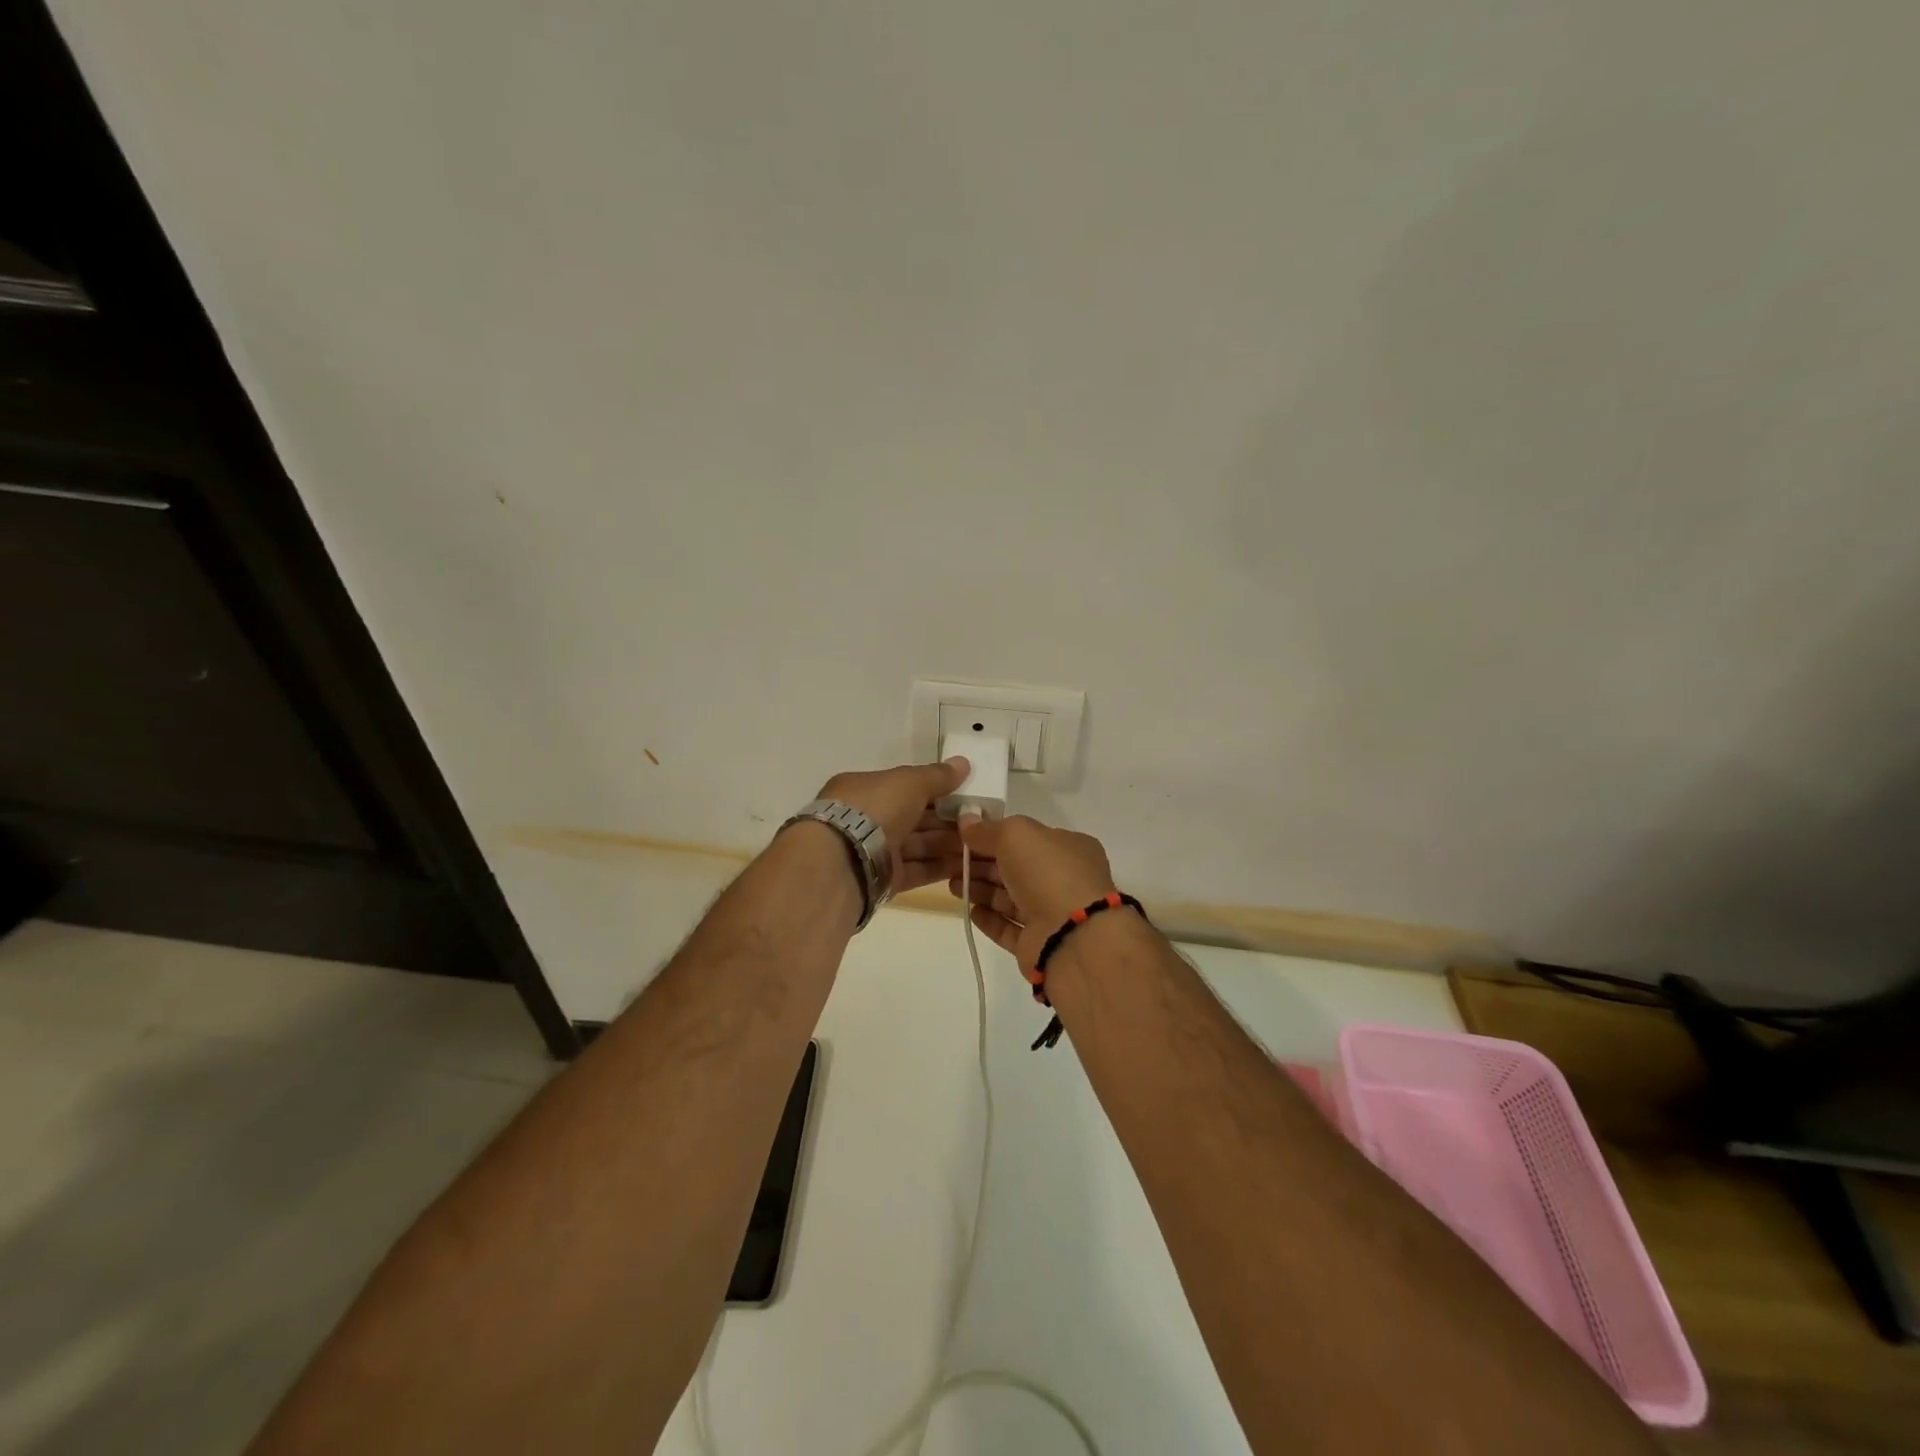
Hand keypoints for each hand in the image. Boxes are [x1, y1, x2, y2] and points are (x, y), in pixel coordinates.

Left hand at [817, 758, 968, 894]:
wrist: (843, 861)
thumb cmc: (874, 809)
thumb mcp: (909, 782)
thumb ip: (937, 776)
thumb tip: (963, 763)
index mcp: (865, 789)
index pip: (905, 786)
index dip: (936, 789)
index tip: (966, 795)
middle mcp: (867, 818)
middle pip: (913, 817)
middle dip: (946, 820)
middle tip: (980, 823)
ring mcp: (873, 850)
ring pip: (916, 845)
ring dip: (946, 845)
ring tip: (980, 847)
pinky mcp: (881, 880)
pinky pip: (914, 870)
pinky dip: (937, 868)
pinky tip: (964, 867)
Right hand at [947, 815, 1119, 966]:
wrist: (1072, 936)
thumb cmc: (1048, 872)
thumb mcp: (1015, 835)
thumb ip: (988, 829)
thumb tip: (966, 820)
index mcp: (1068, 847)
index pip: (1027, 837)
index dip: (995, 835)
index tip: (964, 837)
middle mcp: (1064, 879)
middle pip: (1016, 868)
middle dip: (983, 864)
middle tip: (951, 863)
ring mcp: (1053, 913)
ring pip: (1011, 898)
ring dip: (982, 891)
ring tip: (953, 887)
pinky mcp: (1039, 943)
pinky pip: (1010, 928)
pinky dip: (990, 919)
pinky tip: (971, 912)